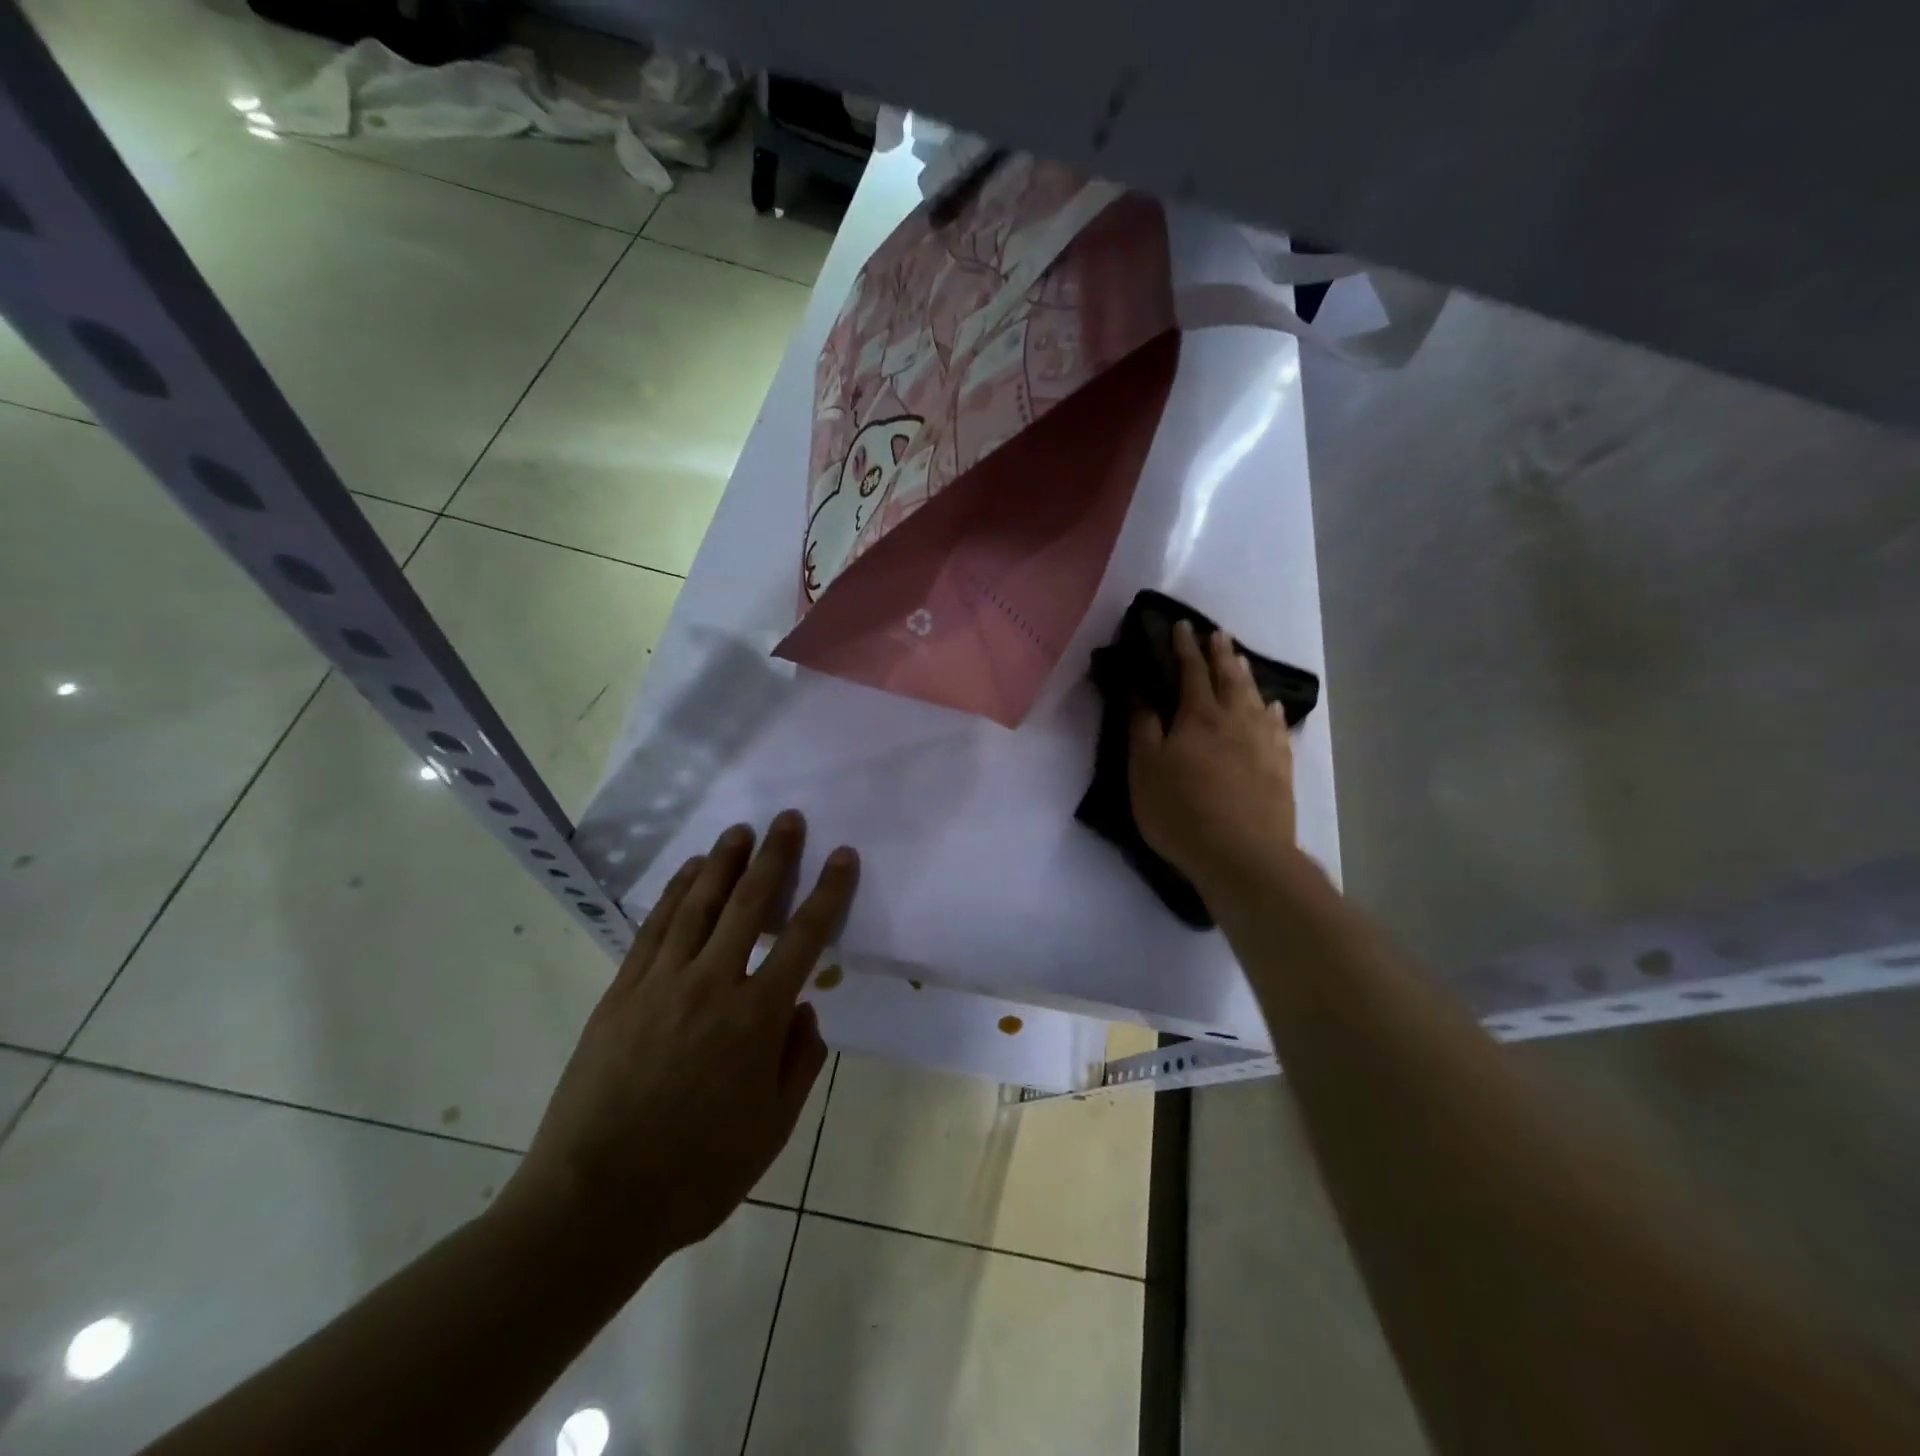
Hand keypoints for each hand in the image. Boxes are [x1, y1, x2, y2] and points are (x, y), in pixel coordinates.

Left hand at [502, 812, 856, 1268]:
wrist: (593, 1203)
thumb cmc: (696, 1173)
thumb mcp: (773, 1129)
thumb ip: (800, 1062)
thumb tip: (805, 1010)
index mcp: (757, 1018)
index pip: (805, 938)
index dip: (829, 892)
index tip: (842, 855)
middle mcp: (712, 985)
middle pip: (750, 904)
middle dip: (775, 856)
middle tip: (788, 818)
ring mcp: (661, 983)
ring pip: (699, 905)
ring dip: (723, 862)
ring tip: (740, 830)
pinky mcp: (622, 992)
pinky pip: (654, 928)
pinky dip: (675, 893)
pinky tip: (689, 873)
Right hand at [1130, 620, 1297, 890]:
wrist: (1243, 856)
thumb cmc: (1181, 811)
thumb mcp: (1144, 768)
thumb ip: (1142, 725)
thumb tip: (1139, 686)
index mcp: (1198, 716)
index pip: (1191, 670)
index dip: (1184, 647)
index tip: (1181, 625)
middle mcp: (1235, 719)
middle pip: (1229, 677)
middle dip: (1220, 653)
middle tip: (1217, 634)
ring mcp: (1262, 743)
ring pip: (1255, 697)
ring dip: (1246, 675)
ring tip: (1241, 661)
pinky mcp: (1280, 767)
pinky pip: (1276, 727)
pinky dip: (1271, 711)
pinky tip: (1271, 708)